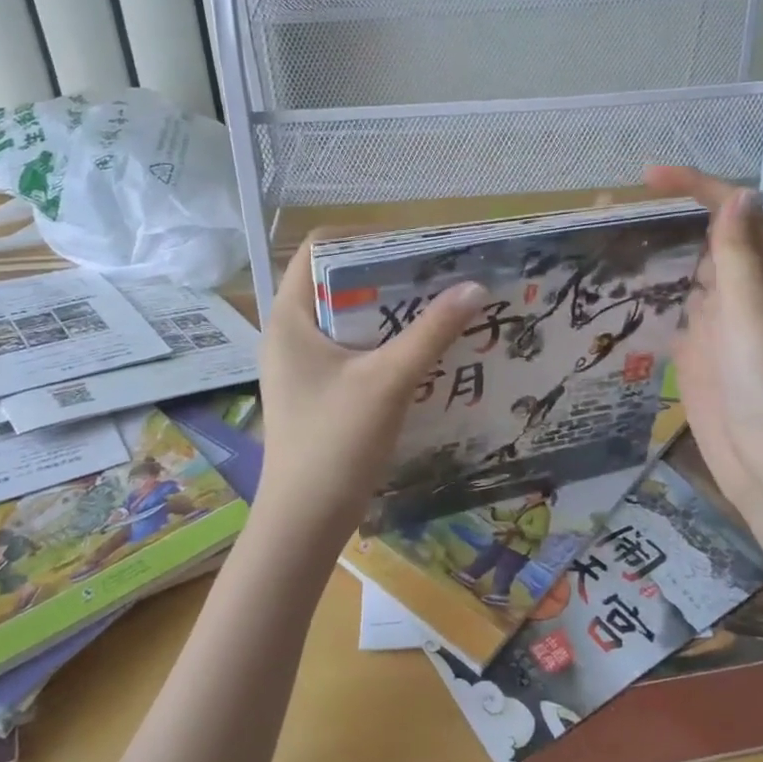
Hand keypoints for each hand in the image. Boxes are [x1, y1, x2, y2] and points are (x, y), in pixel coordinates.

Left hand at [254, 238, 483, 549]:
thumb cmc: (335, 443)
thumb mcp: (388, 381)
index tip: (411, 247)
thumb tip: (473, 285)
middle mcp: (289, 334)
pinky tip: (421, 352)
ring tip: (437, 308)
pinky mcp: (316, 391)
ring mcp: (301, 365)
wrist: (304, 524)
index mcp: (289, 318)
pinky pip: (351, 349)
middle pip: (337, 281)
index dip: (363, 237)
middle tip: (436, 276)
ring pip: (348, 318)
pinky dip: (383, 342)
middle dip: (387, 276)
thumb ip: (431, 331)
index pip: (318, 249)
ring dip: (390, 311)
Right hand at [645, 166, 762, 513]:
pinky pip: (672, 313)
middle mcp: (744, 292)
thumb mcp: (753, 308)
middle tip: (611, 209)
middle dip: (667, 217)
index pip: (734, 214)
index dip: (697, 188)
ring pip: (686, 275)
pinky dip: (649, 296)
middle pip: (707, 240)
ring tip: (606, 239)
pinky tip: (618, 288)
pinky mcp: (697, 353)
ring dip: (654, 254)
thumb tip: (738, 194)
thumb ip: (740, 253)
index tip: (649, 178)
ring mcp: (719, 324)